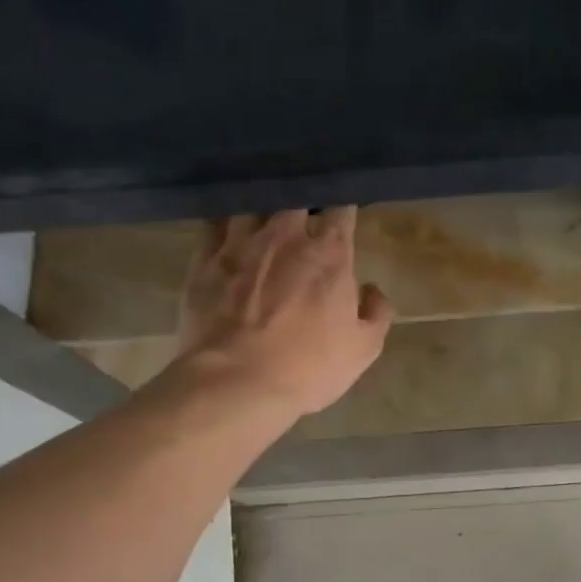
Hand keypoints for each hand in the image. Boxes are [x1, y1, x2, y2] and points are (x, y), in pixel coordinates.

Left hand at [177, 208, 392, 415]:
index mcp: (329, 254)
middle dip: (302, 203)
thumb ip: (377, 312)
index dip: (344, 208)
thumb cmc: (308, 367)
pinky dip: (223, 221)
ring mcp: (240, 244)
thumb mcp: (364, 349)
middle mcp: (285, 237)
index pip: (341, 210)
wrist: (236, 382)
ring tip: (263, 214)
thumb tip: (371, 290)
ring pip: (252, 204)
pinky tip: (225, 226)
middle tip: (304, 215)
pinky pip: (212, 224)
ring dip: (261, 207)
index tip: (344, 214)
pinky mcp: (203, 261)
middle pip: (295, 199)